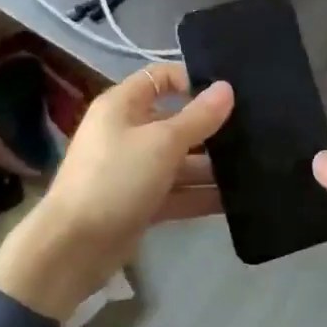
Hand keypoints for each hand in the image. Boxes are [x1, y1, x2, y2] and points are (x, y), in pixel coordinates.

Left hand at [0, 64, 232, 320]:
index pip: (160, 78)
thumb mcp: (162, 143)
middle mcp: (127, 132)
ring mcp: (133, 170)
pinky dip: (200, 195)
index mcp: (122, 106)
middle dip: (209, 128)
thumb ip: (198, 117)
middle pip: (174, 121)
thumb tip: (227, 87)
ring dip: (210, 166)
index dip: (191, 80)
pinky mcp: (140, 203)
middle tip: (251, 133)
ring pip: (178, 160)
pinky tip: (235, 200)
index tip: (227, 94)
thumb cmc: (115, 179)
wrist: (73, 248)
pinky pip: (176, 192)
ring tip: (253, 168)